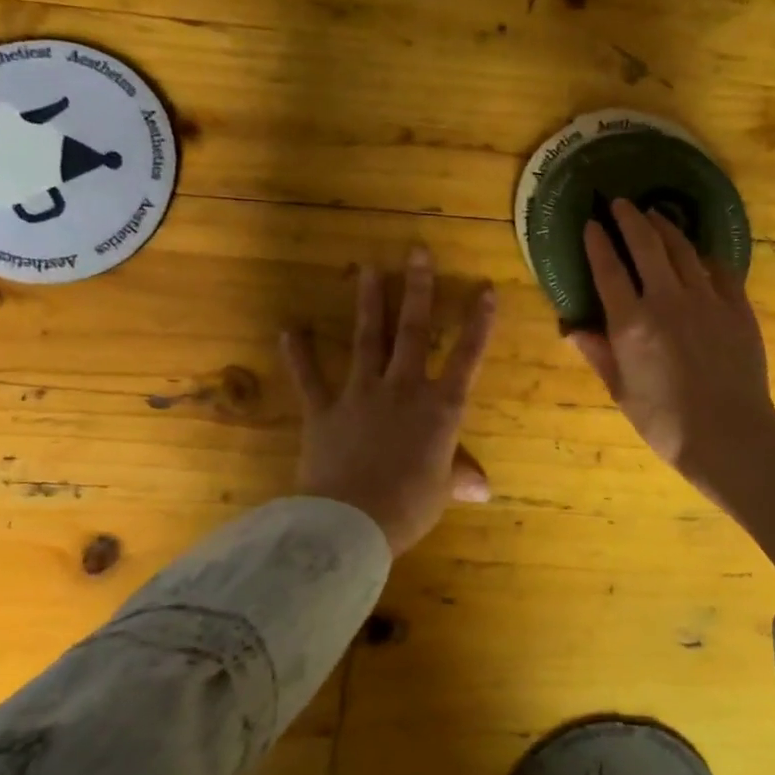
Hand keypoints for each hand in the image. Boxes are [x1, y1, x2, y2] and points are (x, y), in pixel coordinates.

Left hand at [280, 247, 496, 556]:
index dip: (479, 323)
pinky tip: (290, 330)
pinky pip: (310, 378)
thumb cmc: (409, 506)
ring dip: (369, 303)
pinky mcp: (324, 411)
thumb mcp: (441, 491)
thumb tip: (484, 488)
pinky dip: (299, 355)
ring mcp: (361, 395)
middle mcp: (403, 389)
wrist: (350, 523)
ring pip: (367, 340)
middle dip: (417, 289)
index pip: (467, 357)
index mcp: (440, 409)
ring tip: (368, 268)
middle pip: (412, 331)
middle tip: (416, 251)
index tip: (485, 288)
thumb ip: (459, 477)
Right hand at [566, 200, 774, 483]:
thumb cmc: (665, 421)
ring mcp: (706, 299)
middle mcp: (667, 300)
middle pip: (646, 245)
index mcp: (631, 323)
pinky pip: (719, 269)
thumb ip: (598, 353)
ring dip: (665, 227)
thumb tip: (571, 328)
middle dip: (630, 219)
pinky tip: (699, 253)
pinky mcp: (737, 307)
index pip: (608, 270)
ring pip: (683, 250)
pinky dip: (704, 256)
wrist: (729, 435)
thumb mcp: (621, 391)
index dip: (598, 243)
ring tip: (655, 215)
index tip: (591, 224)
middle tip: (621, 203)